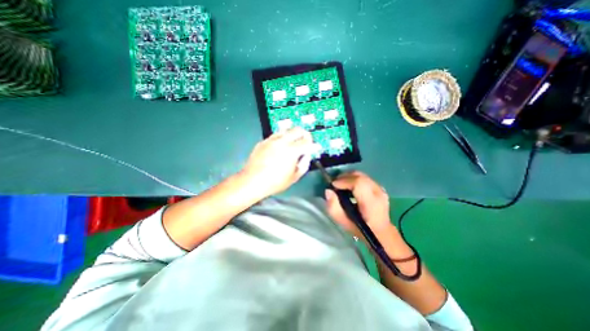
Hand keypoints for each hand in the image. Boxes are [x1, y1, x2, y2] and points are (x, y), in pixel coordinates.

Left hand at [241, 126, 312, 198]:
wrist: (253, 181)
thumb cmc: (275, 182)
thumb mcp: (295, 177)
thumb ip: (304, 164)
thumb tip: (307, 155)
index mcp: (292, 151)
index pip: (307, 140)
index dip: (311, 143)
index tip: (311, 146)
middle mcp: (282, 141)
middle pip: (297, 129)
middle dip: (304, 134)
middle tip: (304, 140)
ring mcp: (271, 140)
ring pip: (285, 130)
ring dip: (292, 134)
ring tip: (292, 142)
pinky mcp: (263, 142)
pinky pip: (275, 135)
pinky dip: (281, 138)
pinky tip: (279, 146)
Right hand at [324, 171, 392, 237]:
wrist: (381, 233)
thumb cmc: (360, 229)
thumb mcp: (343, 222)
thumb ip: (333, 207)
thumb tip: (328, 191)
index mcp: (371, 203)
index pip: (359, 183)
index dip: (344, 181)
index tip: (333, 185)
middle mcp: (378, 193)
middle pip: (360, 176)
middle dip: (344, 177)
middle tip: (335, 184)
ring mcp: (381, 189)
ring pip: (362, 175)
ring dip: (349, 177)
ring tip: (341, 184)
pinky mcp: (380, 187)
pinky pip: (364, 178)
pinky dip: (354, 178)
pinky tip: (349, 186)